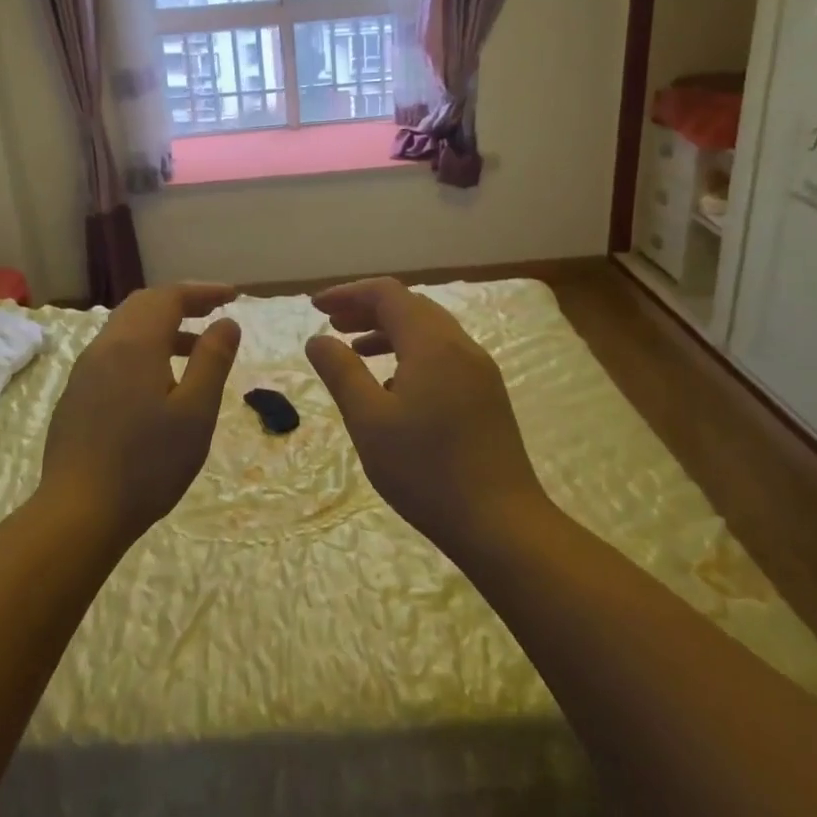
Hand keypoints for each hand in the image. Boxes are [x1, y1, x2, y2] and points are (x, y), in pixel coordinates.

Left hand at [40, 283, 241, 537]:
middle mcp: (105, 347)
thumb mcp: (195, 412)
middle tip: (214, 313)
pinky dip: (144, 349)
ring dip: (162, 327)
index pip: (170, 297)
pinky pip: (114, 353)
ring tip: (195, 349)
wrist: (79, 512)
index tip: (233, 296)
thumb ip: (213, 360)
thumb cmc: (148, 463)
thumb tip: (227, 323)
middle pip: (143, 305)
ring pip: (126, 330)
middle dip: (181, 302)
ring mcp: (85, 372)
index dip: (203, 291)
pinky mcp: (76, 396)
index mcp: (135, 344)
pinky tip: (159, 382)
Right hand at [306, 278, 544, 548]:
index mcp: (432, 344)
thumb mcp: (369, 420)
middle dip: (368, 309)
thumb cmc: (426, 470)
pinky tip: (394, 387)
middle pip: (411, 307)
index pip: (388, 294)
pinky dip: (411, 354)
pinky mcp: (487, 396)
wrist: (500, 523)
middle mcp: (462, 347)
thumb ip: (341, 372)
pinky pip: (444, 356)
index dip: (349, 294)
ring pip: (430, 332)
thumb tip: (318, 339)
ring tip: (355, 351)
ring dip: (389, 332)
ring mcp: (480, 372)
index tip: (315, 308)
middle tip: (331, 325)